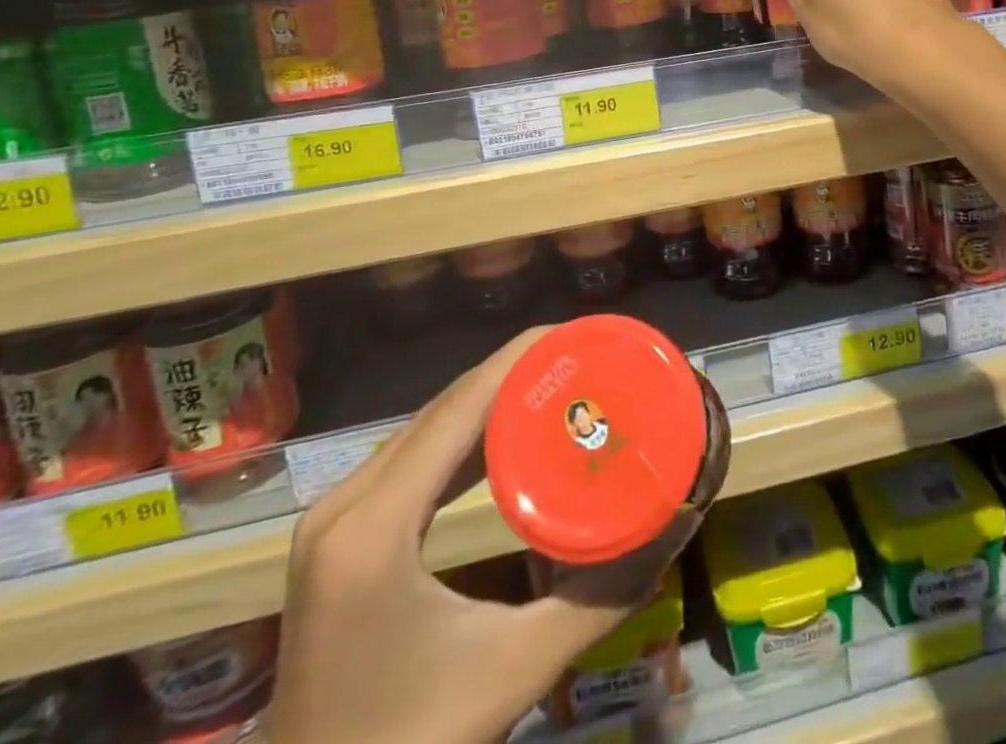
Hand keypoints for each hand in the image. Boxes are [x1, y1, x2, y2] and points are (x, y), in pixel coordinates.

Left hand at [270, 330, 696, 743]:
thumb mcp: (513, 671)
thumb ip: (598, 597)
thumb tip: (671, 530)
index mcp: (374, 527)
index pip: (459, 408)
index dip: (519, 359)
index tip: (578, 334)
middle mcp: (345, 504)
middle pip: (443, 409)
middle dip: (514, 374)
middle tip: (582, 358)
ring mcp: (334, 519)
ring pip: (425, 428)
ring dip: (490, 400)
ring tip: (557, 382)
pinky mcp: (339, 536)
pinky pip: (411, 459)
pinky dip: (463, 436)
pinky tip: (506, 435)